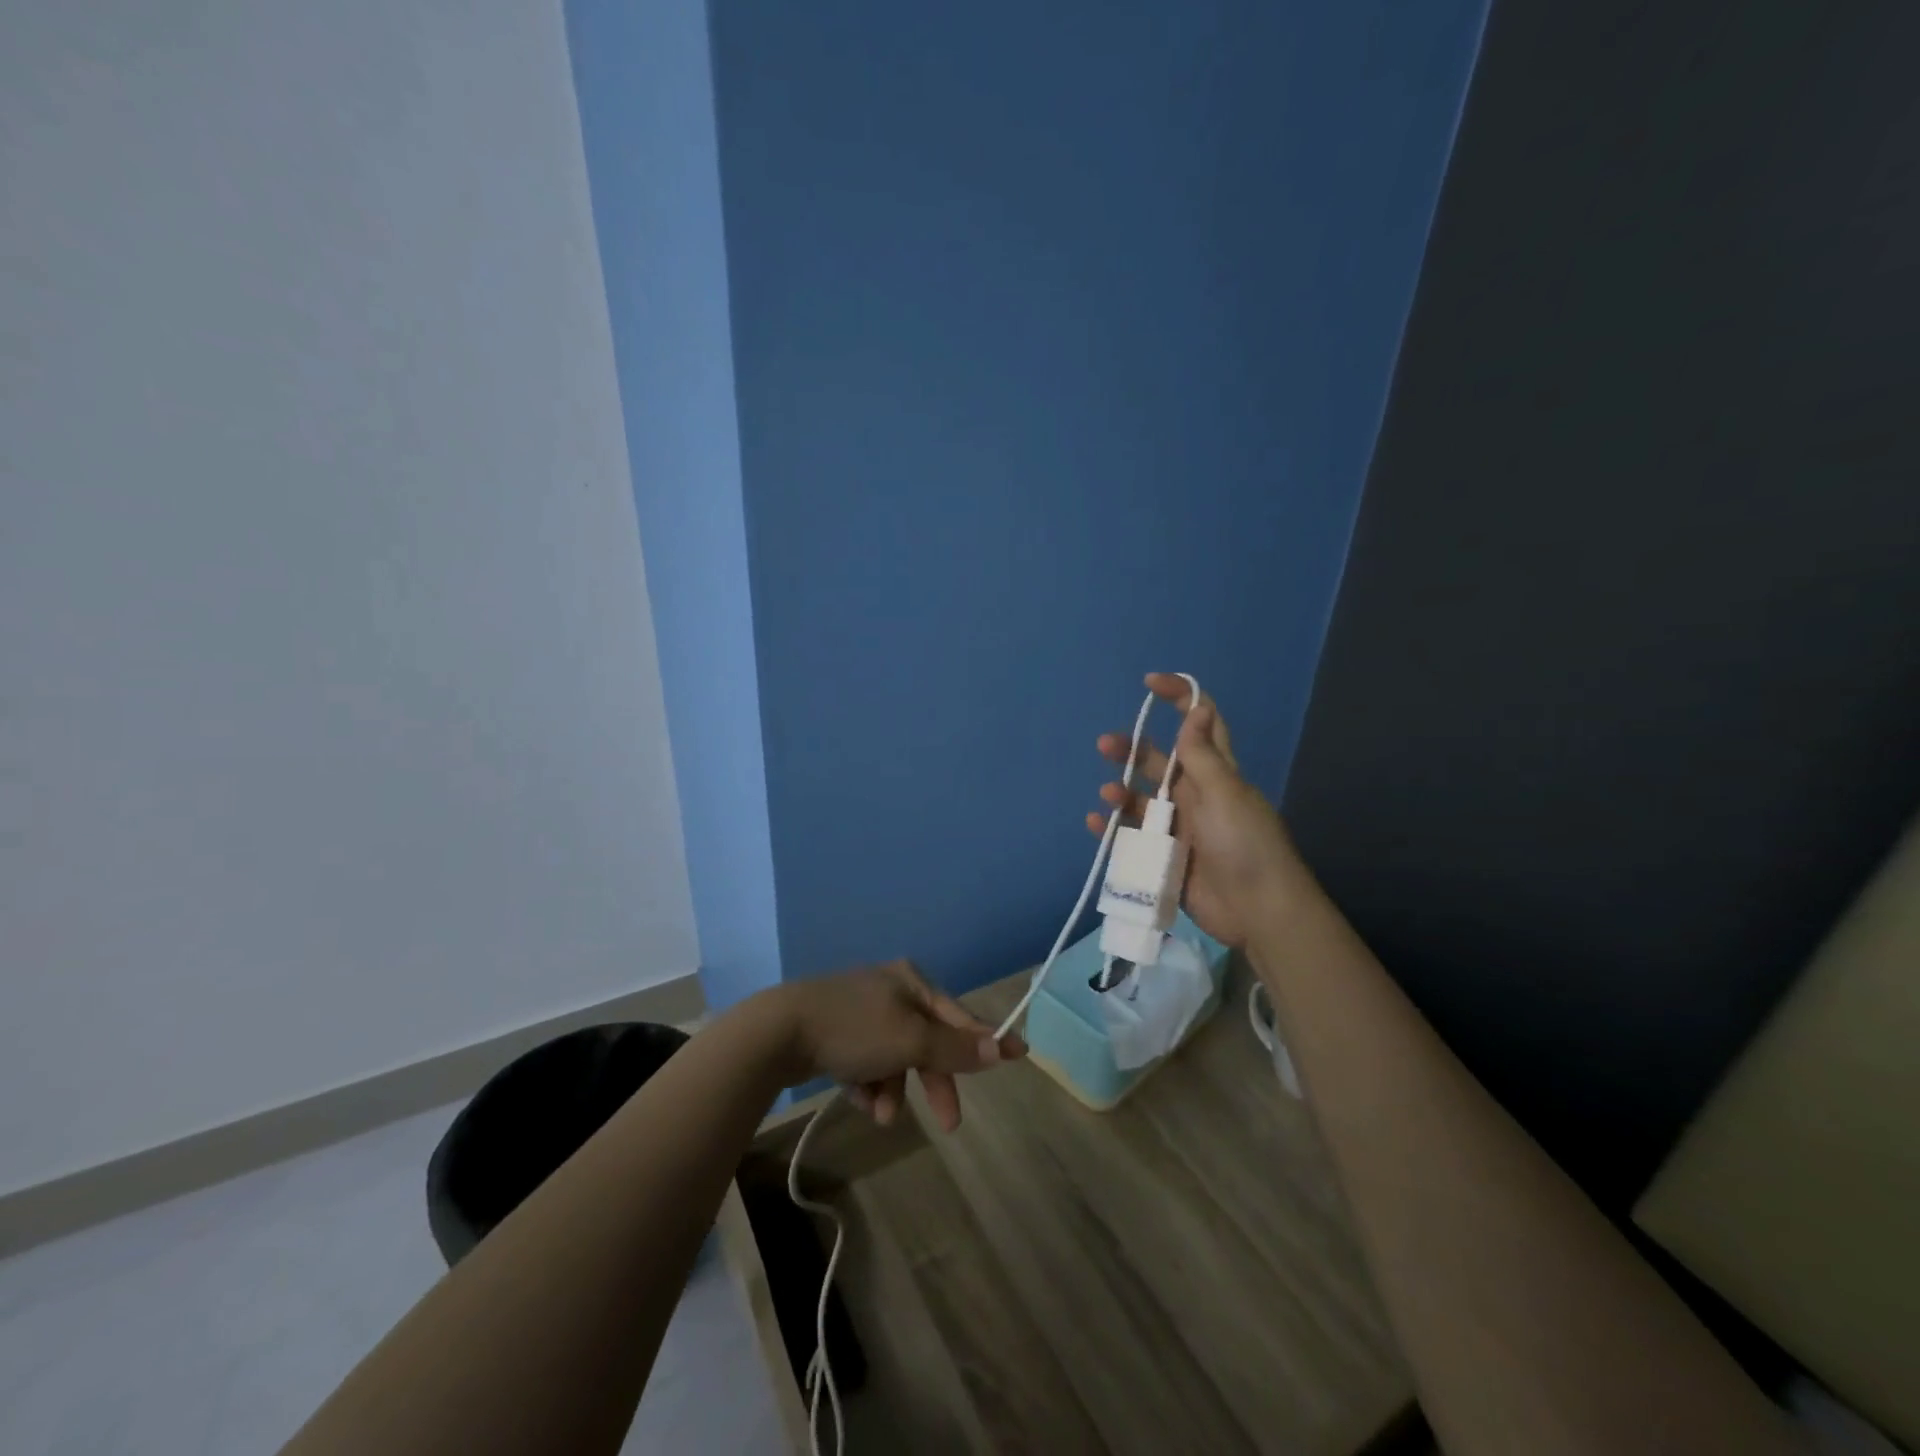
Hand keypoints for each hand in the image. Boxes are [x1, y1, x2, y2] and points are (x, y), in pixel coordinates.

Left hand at [764, 961, 1025, 1132]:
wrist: (780, 1032)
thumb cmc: (855, 1030)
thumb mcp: (911, 1040)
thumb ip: (955, 1047)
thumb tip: (1001, 1047)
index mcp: (911, 981)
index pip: (958, 1014)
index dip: (986, 1039)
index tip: (1019, 1055)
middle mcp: (889, 990)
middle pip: (927, 1041)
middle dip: (934, 1080)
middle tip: (949, 1123)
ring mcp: (861, 1010)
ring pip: (895, 1057)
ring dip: (894, 1088)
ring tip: (881, 1113)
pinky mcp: (836, 1033)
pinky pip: (868, 1063)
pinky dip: (868, 1083)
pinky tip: (857, 1095)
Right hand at [1087, 673, 1302, 948]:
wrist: (1258, 911)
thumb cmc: (1245, 845)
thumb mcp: (1225, 794)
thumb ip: (1202, 755)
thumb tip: (1198, 708)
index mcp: (1217, 774)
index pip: (1200, 723)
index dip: (1180, 697)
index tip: (1150, 683)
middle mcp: (1196, 795)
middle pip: (1160, 762)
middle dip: (1133, 749)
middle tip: (1105, 744)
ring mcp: (1180, 828)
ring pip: (1143, 800)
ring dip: (1121, 792)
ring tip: (1107, 794)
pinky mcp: (1166, 857)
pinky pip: (1134, 837)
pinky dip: (1114, 829)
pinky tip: (1097, 824)